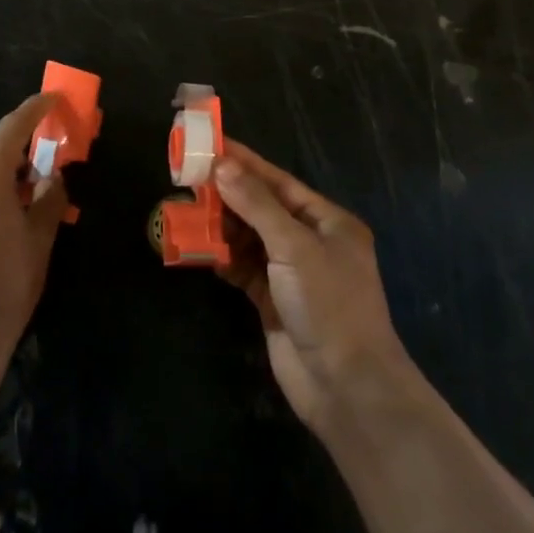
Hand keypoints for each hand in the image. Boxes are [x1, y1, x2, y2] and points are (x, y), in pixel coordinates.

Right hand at [214, 141, 412, 434]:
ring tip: (187, 210)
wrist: (346, 388)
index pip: (278, 182)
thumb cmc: (329, 305)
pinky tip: (200, 249)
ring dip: (221, 226)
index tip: (211, 144)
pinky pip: (244, 268)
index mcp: (328, 221)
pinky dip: (223, 258)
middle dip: (227, 194)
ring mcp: (292, 273)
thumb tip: (222, 166)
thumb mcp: (294, 247)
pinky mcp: (274, 301)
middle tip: (188, 177)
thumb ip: (256, 205)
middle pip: (262, 208)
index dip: (244, 162)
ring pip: (250, 238)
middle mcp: (310, 242)